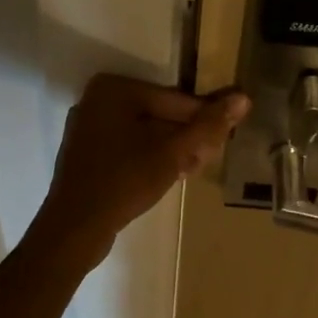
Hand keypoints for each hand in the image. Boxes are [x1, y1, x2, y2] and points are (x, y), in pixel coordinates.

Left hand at [35, 75, 250, 265]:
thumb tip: (243, 98)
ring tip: (193, 168)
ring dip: (173, 148)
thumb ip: (208, 126)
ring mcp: (89, 126)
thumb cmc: (125, 182)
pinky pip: (128, 145)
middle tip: (209, 159)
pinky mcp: (86, 151)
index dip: (204, 121)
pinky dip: (150, 156)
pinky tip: (170, 174)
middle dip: (187, 136)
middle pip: (160, 114)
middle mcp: (98, 99)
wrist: (74, 229)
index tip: (225, 140)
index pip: (176, 100)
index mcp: (115, 88)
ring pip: (145, 131)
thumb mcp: (174, 153)